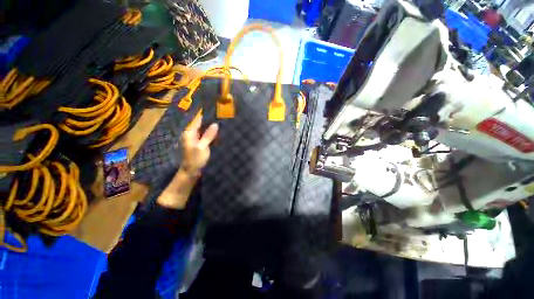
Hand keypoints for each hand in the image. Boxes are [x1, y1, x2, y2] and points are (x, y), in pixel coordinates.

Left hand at [180, 113, 218, 175]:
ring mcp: (193, 140)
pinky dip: (210, 135)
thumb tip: (215, 124)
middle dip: (210, 122)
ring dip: (211, 129)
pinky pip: (204, 137)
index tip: (216, 112)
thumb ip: (208, 135)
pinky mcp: (197, 144)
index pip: (198, 120)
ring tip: (222, 125)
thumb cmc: (195, 159)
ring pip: (203, 131)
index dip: (207, 116)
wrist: (190, 172)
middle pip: (201, 125)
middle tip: (222, 119)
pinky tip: (217, 134)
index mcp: (189, 133)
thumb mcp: (202, 146)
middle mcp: (190, 134)